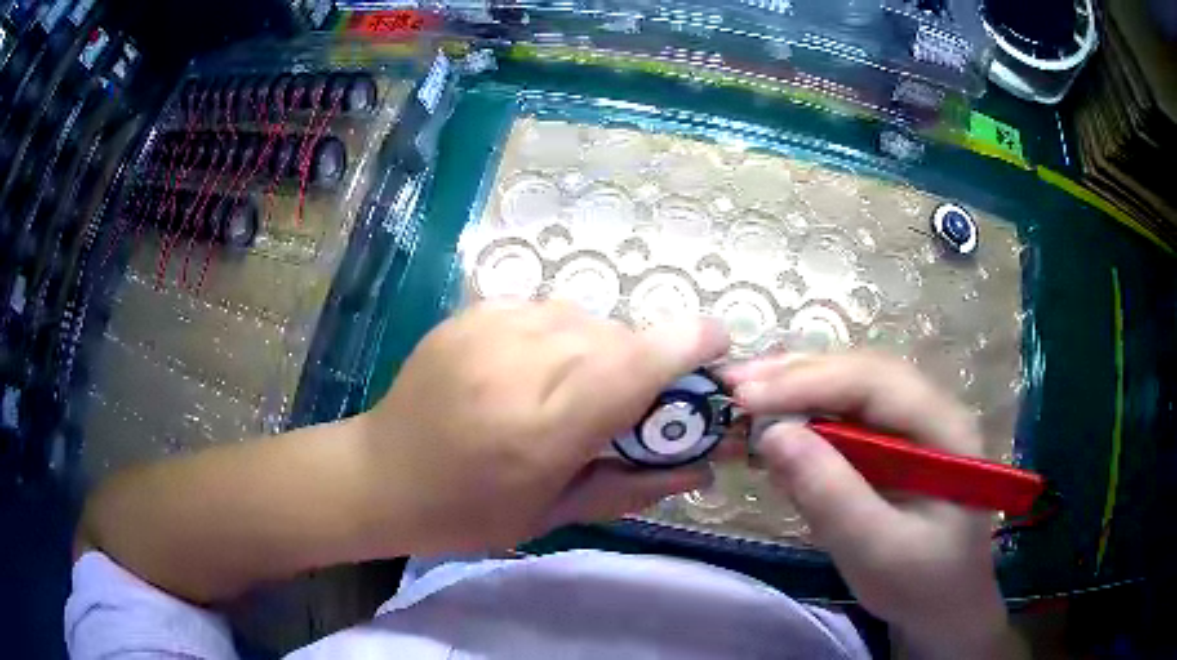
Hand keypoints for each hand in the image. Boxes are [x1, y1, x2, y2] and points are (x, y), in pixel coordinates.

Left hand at [363, 301, 729, 553]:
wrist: (380, 475)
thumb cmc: (466, 513)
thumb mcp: (554, 514)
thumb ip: (634, 485)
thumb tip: (704, 467)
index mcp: (541, 428)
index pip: (634, 363)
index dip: (689, 343)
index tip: (719, 346)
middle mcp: (518, 365)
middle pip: (617, 336)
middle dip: (644, 362)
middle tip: (632, 402)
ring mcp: (488, 329)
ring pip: (584, 317)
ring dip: (601, 348)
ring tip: (575, 389)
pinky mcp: (471, 312)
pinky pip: (546, 310)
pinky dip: (561, 335)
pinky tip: (536, 369)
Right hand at [726, 353, 1024, 658]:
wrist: (941, 606)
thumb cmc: (921, 583)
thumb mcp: (877, 550)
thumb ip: (831, 495)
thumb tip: (773, 434)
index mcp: (944, 428)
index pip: (876, 382)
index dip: (810, 382)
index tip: (746, 397)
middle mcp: (928, 411)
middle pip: (859, 374)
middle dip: (795, 376)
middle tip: (731, 386)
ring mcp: (908, 427)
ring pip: (847, 391)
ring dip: (793, 391)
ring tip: (741, 399)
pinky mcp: (888, 447)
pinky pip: (842, 420)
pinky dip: (802, 420)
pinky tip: (772, 428)